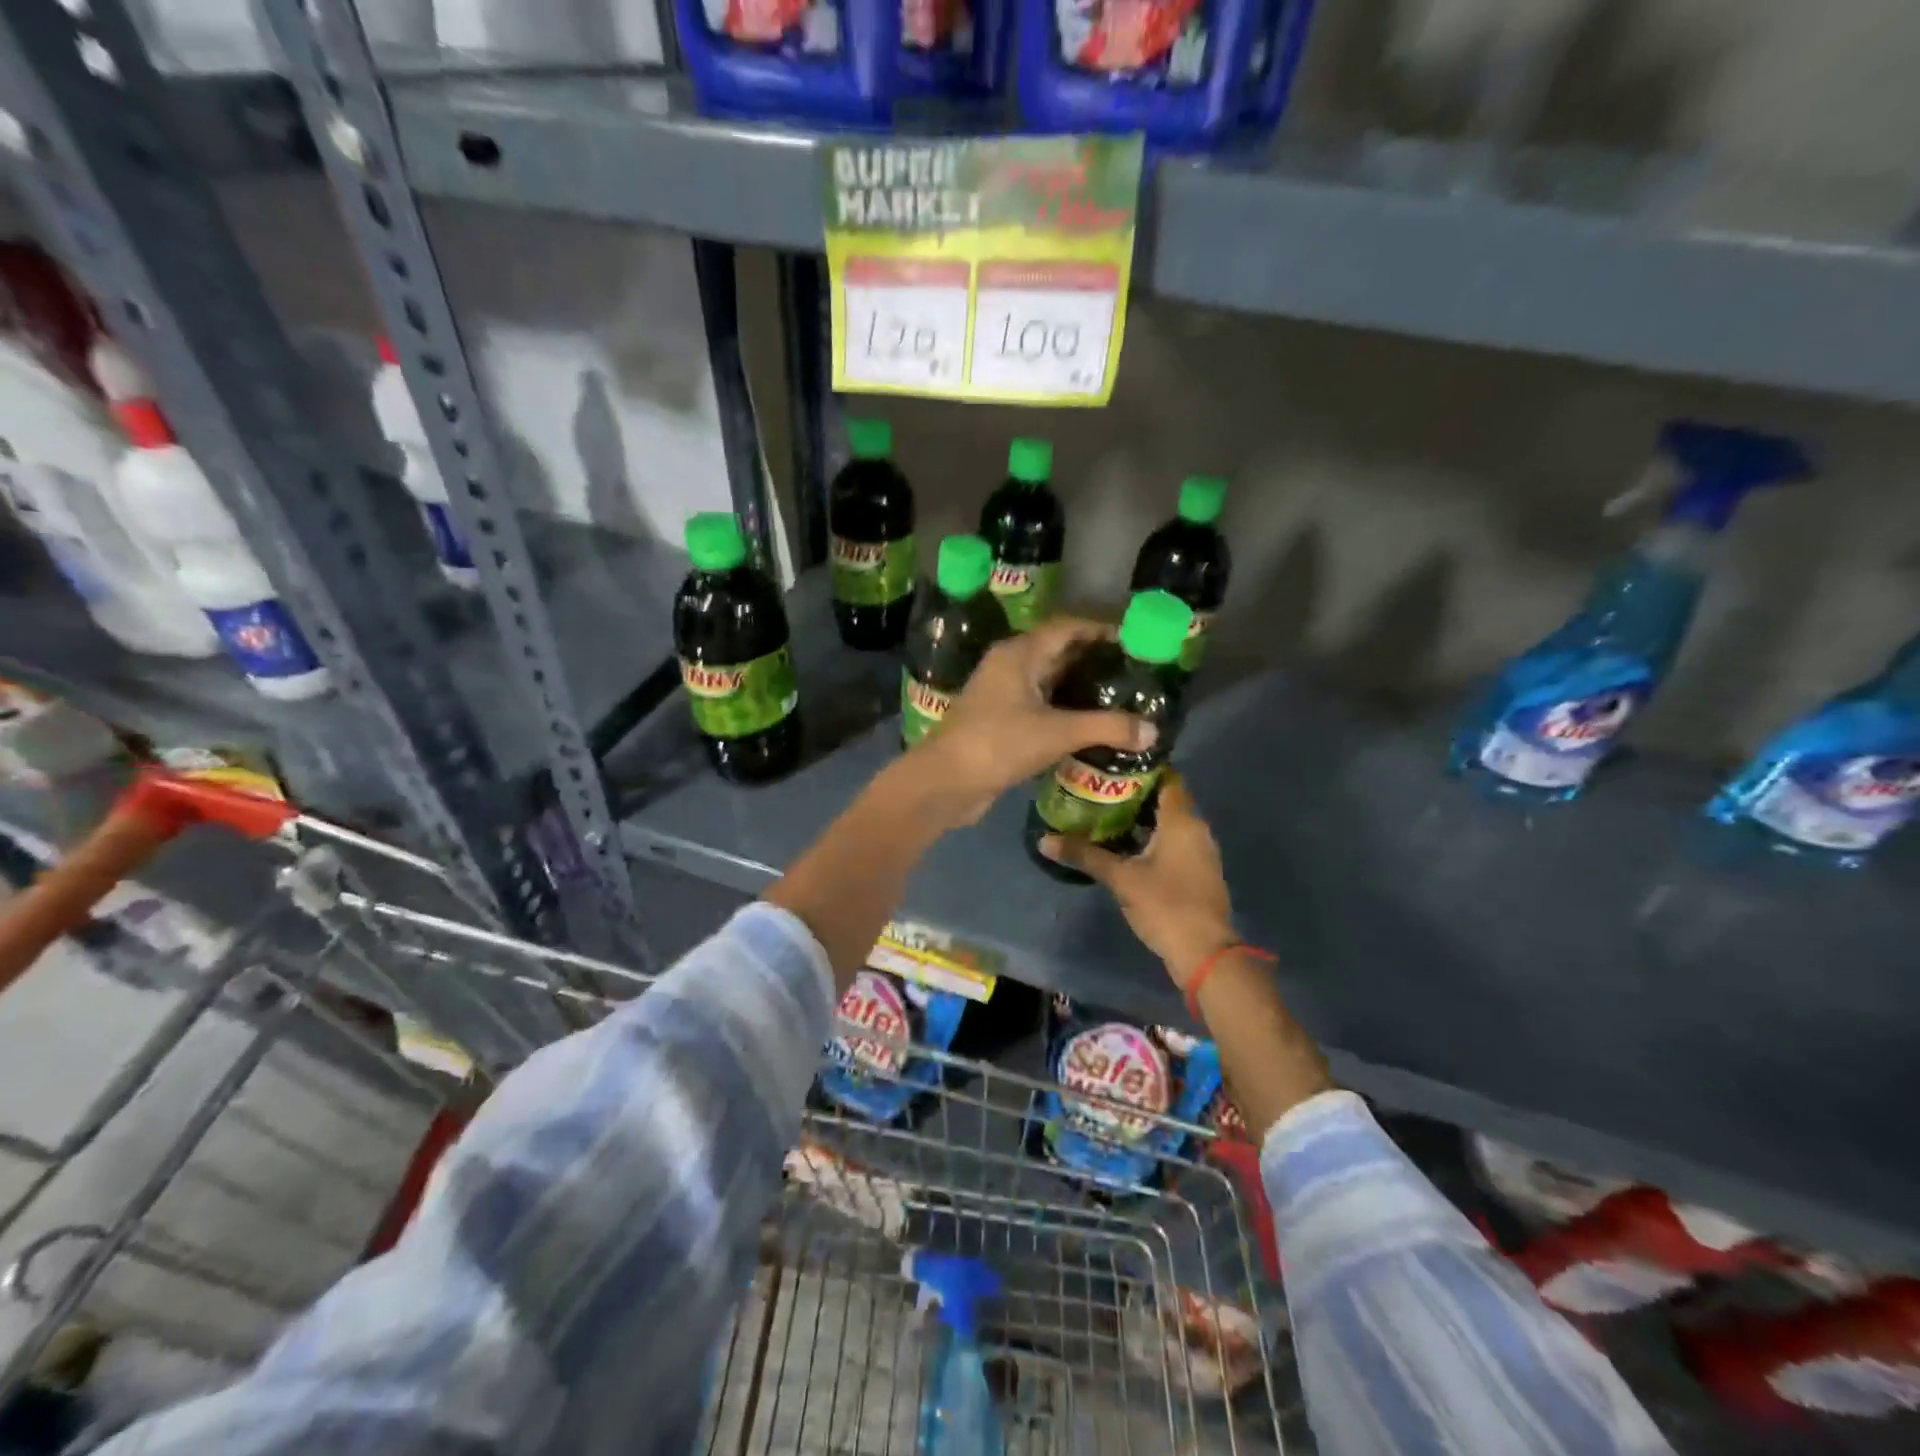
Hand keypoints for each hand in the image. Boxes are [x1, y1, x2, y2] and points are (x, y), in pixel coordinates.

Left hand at [907, 618, 1154, 826]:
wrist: (945, 783)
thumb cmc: (999, 744)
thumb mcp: (1057, 732)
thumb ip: (1107, 727)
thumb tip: (1153, 731)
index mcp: (1019, 654)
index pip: (1067, 628)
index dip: (1100, 630)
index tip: (1135, 639)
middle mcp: (1009, 667)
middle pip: (1058, 653)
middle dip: (1094, 660)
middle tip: (1134, 672)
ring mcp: (1001, 695)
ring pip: (1048, 683)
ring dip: (1080, 688)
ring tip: (1121, 698)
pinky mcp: (1000, 722)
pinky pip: (1040, 708)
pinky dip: (1065, 712)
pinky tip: (1091, 726)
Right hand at [1037, 773, 1234, 986]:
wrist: (1204, 953)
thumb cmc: (1164, 905)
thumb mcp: (1120, 878)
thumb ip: (1084, 854)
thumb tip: (1044, 840)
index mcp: (1182, 820)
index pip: (1167, 778)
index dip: (1141, 769)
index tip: (1111, 766)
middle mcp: (1196, 829)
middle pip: (1166, 800)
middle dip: (1135, 794)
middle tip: (1099, 790)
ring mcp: (1200, 852)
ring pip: (1170, 824)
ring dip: (1142, 819)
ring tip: (1105, 815)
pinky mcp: (1198, 872)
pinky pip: (1174, 843)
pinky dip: (1152, 839)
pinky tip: (1125, 846)